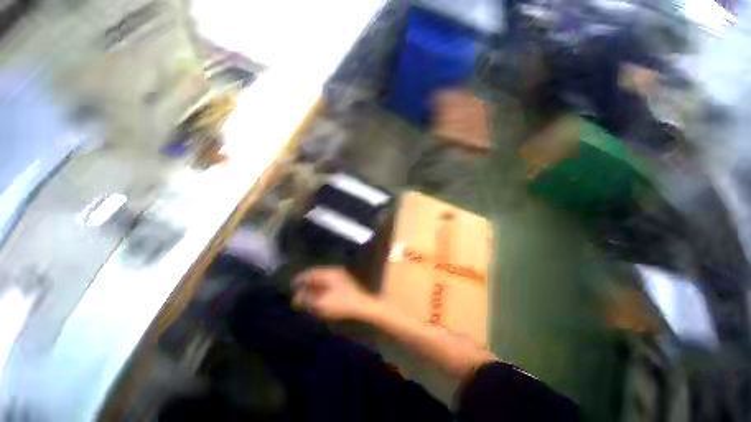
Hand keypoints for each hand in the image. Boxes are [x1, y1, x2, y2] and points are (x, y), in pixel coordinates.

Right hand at [293, 267, 379, 320]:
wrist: (367, 304)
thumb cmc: (344, 303)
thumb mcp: (323, 302)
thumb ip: (308, 299)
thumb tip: (296, 297)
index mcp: (331, 273)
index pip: (312, 272)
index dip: (301, 278)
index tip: (292, 284)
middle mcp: (337, 272)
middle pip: (318, 275)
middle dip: (307, 283)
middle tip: (298, 291)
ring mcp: (344, 278)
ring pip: (325, 280)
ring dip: (315, 287)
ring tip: (307, 296)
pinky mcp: (348, 286)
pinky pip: (331, 285)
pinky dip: (323, 290)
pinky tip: (321, 298)